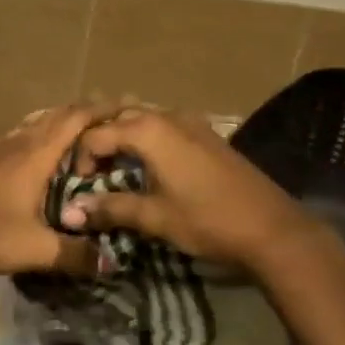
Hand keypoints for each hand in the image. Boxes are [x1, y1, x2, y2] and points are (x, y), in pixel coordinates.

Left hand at [0, 105, 100, 276]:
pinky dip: (31, 134)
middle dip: (83, 112)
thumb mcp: (38, 249)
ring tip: (76, 128)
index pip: (73, 120)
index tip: (125, 106)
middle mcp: (18, 143)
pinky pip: (13, 137)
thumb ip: (76, 254)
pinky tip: (30, 146)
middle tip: (109, 117)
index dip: (100, 110)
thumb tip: (112, 263)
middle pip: (54, 115)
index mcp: (36, 155)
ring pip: (32, 123)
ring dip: (56, 120)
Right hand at [58, 106, 322, 269]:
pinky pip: (163, 124)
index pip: (95, 135)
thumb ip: (111, 208)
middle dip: (98, 139)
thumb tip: (72, 212)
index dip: (80, 160)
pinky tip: (147, 163)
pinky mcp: (206, 133)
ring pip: (142, 116)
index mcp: (147, 131)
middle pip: (117, 116)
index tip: (79, 186)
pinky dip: (145, 137)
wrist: (272, 228)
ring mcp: (189, 121)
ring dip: (122, 135)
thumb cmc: (207, 220)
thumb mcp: (154, 217)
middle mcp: (165, 116)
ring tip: (114, 165)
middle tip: (91, 171)